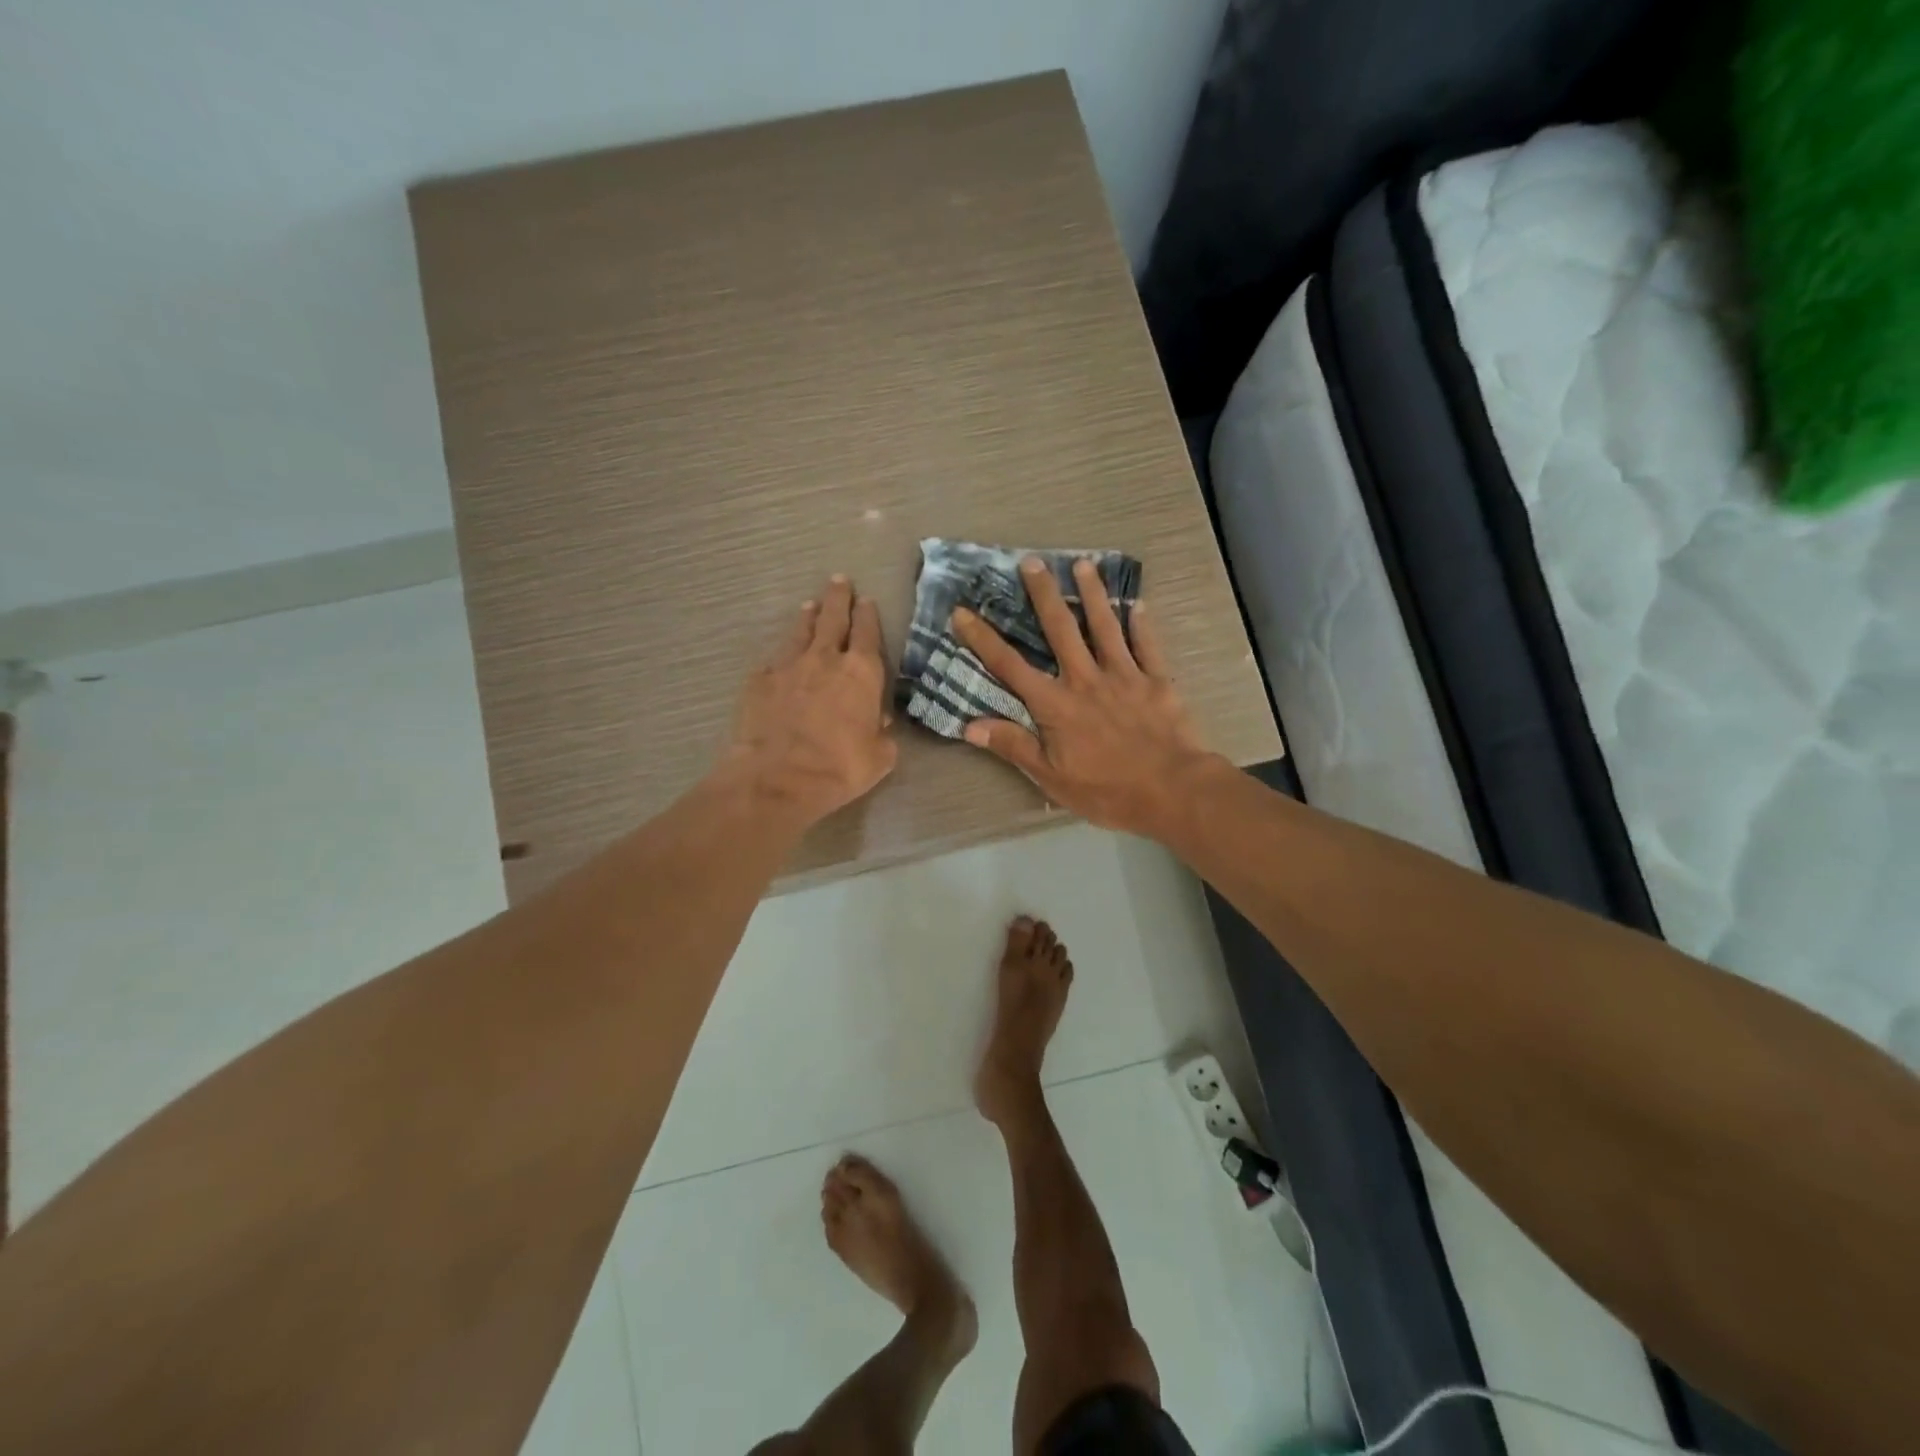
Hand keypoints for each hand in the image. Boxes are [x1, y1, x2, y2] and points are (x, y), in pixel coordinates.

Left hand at [726, 575, 897, 826]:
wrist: (776, 778)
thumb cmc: (838, 768)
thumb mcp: (879, 757)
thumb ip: (882, 733)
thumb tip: (877, 720)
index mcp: (862, 673)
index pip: (867, 633)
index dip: (867, 615)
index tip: (866, 600)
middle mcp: (825, 659)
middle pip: (832, 619)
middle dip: (837, 598)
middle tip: (839, 581)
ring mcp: (788, 666)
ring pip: (800, 632)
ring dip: (808, 617)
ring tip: (810, 606)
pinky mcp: (759, 680)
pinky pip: (774, 659)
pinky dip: (781, 654)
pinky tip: (780, 656)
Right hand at [950, 556, 1219, 835]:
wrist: (1172, 790)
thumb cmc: (1106, 790)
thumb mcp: (1051, 777)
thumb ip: (1013, 746)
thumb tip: (970, 725)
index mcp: (1055, 704)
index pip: (1010, 666)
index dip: (983, 639)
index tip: (963, 612)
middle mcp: (1085, 679)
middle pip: (1060, 630)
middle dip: (1043, 595)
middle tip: (1031, 562)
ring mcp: (1124, 676)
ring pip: (1104, 626)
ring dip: (1092, 594)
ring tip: (1084, 564)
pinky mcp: (1156, 681)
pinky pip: (1147, 646)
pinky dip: (1142, 624)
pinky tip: (1138, 604)